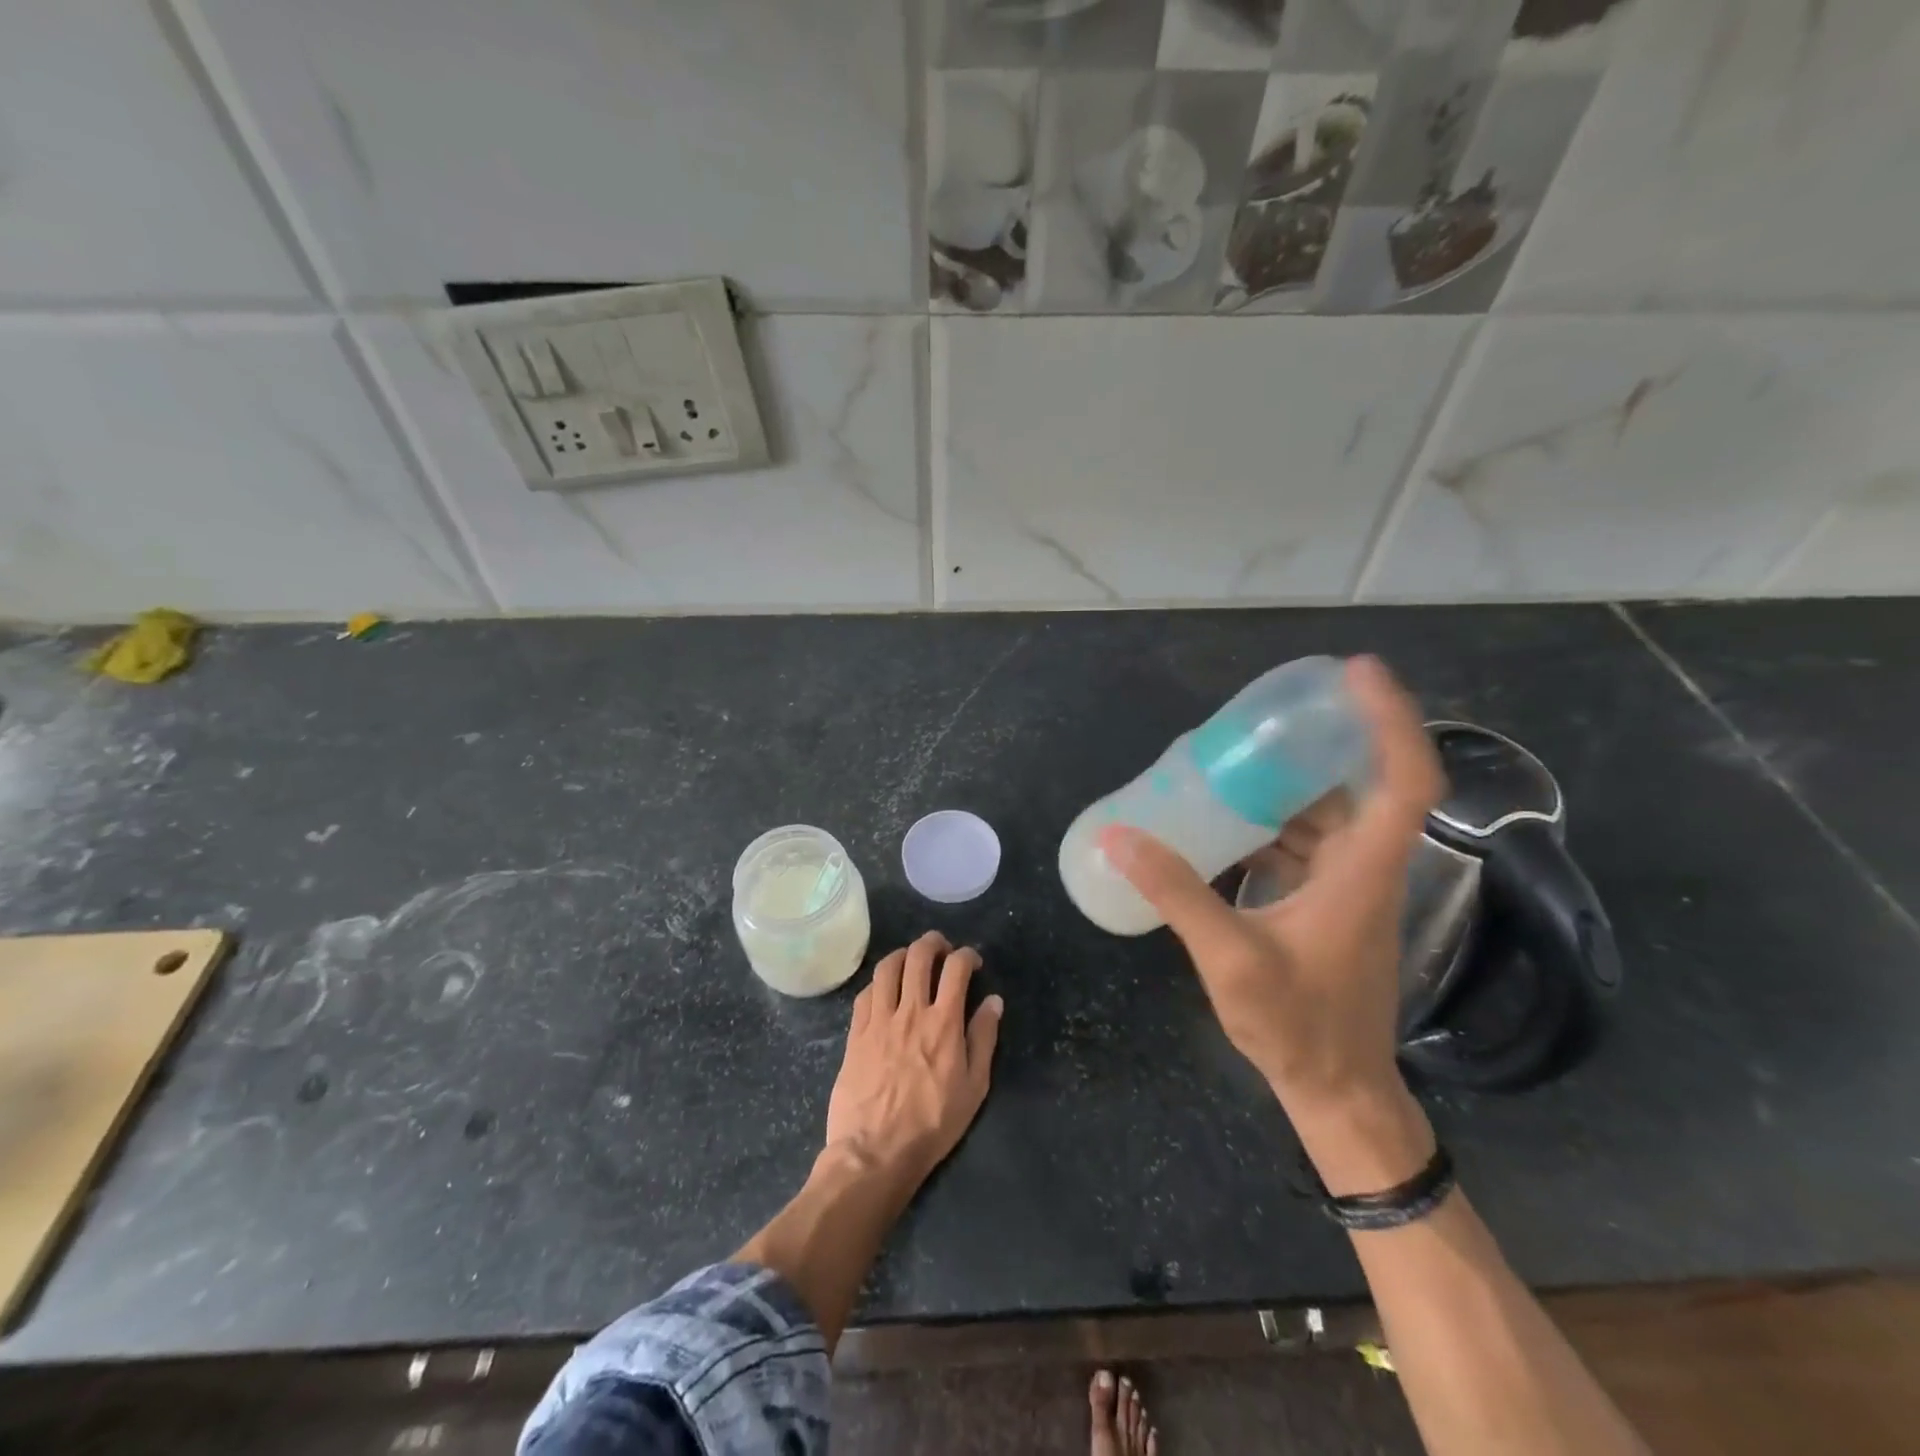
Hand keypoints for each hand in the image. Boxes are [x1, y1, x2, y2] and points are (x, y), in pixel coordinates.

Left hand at [824, 931, 1002, 1187]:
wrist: (875, 1152)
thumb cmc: (933, 1124)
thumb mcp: (974, 1088)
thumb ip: (984, 1039)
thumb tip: (993, 1001)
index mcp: (944, 1022)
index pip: (956, 968)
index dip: (967, 955)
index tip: (972, 962)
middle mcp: (911, 1010)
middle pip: (919, 956)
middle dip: (933, 942)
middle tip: (942, 949)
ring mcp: (879, 1020)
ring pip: (887, 967)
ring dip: (903, 955)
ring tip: (911, 960)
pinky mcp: (856, 1033)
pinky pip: (865, 993)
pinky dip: (878, 982)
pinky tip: (884, 990)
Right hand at [1100, 658, 1443, 1184]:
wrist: (1337, 1092)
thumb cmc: (1299, 1027)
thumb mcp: (1231, 958)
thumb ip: (1176, 893)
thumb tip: (1120, 835)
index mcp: (1363, 872)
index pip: (1403, 781)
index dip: (1389, 720)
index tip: (1355, 674)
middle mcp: (1365, 870)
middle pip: (1358, 786)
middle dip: (1316, 744)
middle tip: (1262, 717)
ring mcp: (1348, 889)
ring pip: (1327, 817)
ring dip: (1288, 786)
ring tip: (1233, 761)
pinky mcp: (1327, 906)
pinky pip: (1305, 845)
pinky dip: (1272, 824)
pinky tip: (1226, 823)